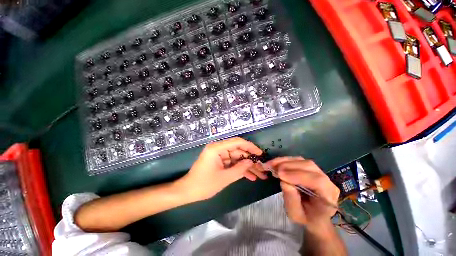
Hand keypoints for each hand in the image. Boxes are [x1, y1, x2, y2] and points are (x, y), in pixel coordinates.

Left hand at [177, 137, 262, 200]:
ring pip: (237, 158)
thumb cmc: (204, 185)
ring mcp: (219, 155)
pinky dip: (239, 169)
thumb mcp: (224, 178)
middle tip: (262, 167)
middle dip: (250, 160)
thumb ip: (240, 169)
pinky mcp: (219, 161)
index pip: (237, 142)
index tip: (260, 153)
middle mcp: (218, 149)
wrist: (187, 191)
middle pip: (238, 151)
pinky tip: (250, 176)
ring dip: (247, 166)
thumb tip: (251, 162)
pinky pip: (232, 163)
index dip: (250, 147)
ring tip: (259, 174)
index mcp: (217, 148)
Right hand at [266, 157, 339, 230]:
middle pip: (309, 166)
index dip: (298, 175)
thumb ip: (291, 200)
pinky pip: (297, 160)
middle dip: (288, 166)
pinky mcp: (309, 168)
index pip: (317, 181)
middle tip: (272, 169)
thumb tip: (284, 182)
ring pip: (301, 160)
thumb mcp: (296, 215)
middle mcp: (327, 180)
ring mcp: (318, 172)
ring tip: (271, 164)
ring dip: (284, 161)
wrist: (313, 215)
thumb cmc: (306, 217)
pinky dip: (284, 160)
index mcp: (328, 196)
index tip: (280, 175)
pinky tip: (275, 163)